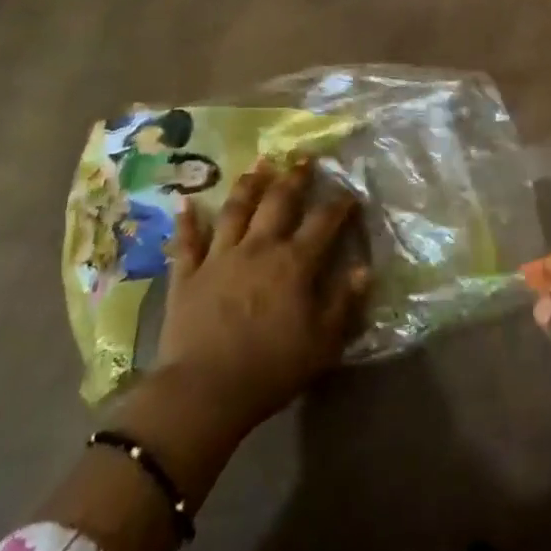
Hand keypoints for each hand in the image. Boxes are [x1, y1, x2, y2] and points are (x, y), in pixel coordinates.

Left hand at [156, 160, 369, 438]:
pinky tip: (186, 202)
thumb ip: (345, 302)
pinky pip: (187, 240)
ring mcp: (220, 256)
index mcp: (294, 262)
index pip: (323, 221)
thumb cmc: (271, 369)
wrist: (203, 392)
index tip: (349, 192)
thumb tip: (364, 269)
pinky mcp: (188, 274)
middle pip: (278, 201)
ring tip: (258, 164)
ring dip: (248, 184)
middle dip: (294, 177)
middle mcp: (259, 247)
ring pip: (235, 209)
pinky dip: (187, 220)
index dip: (339, 203)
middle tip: (303, 158)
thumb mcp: (323, 343)